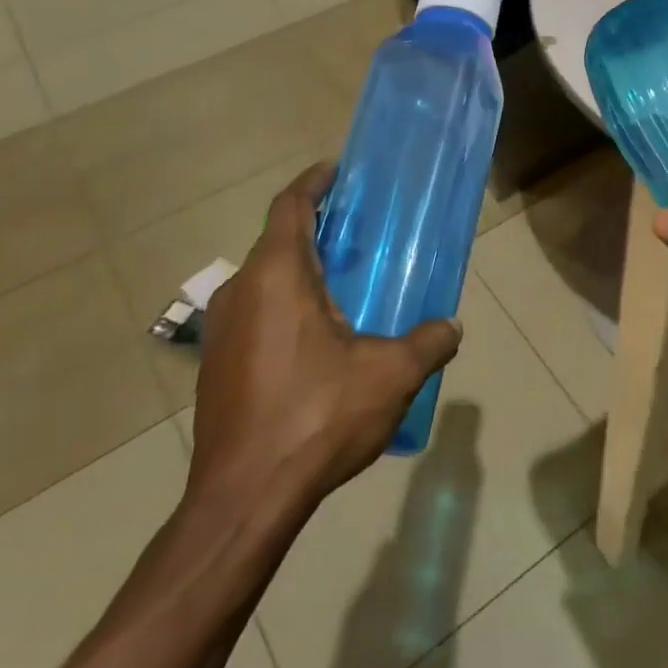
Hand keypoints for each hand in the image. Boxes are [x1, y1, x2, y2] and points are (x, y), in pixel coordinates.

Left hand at [189, 163, 461, 509]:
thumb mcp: (391, 374)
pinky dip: (286, 308)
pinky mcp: (216, 368)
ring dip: (300, 272)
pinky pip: (255, 316)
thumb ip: (428, 342)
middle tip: (358, 233)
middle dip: (315, 229)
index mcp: (277, 276)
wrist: (244, 498)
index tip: (336, 170)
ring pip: (264, 281)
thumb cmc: (317, 416)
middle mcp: (241, 292)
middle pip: (277, 241)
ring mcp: (221, 332)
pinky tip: (319, 342)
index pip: (290, 207)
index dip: (313, 183)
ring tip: (345, 286)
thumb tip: (450, 327)